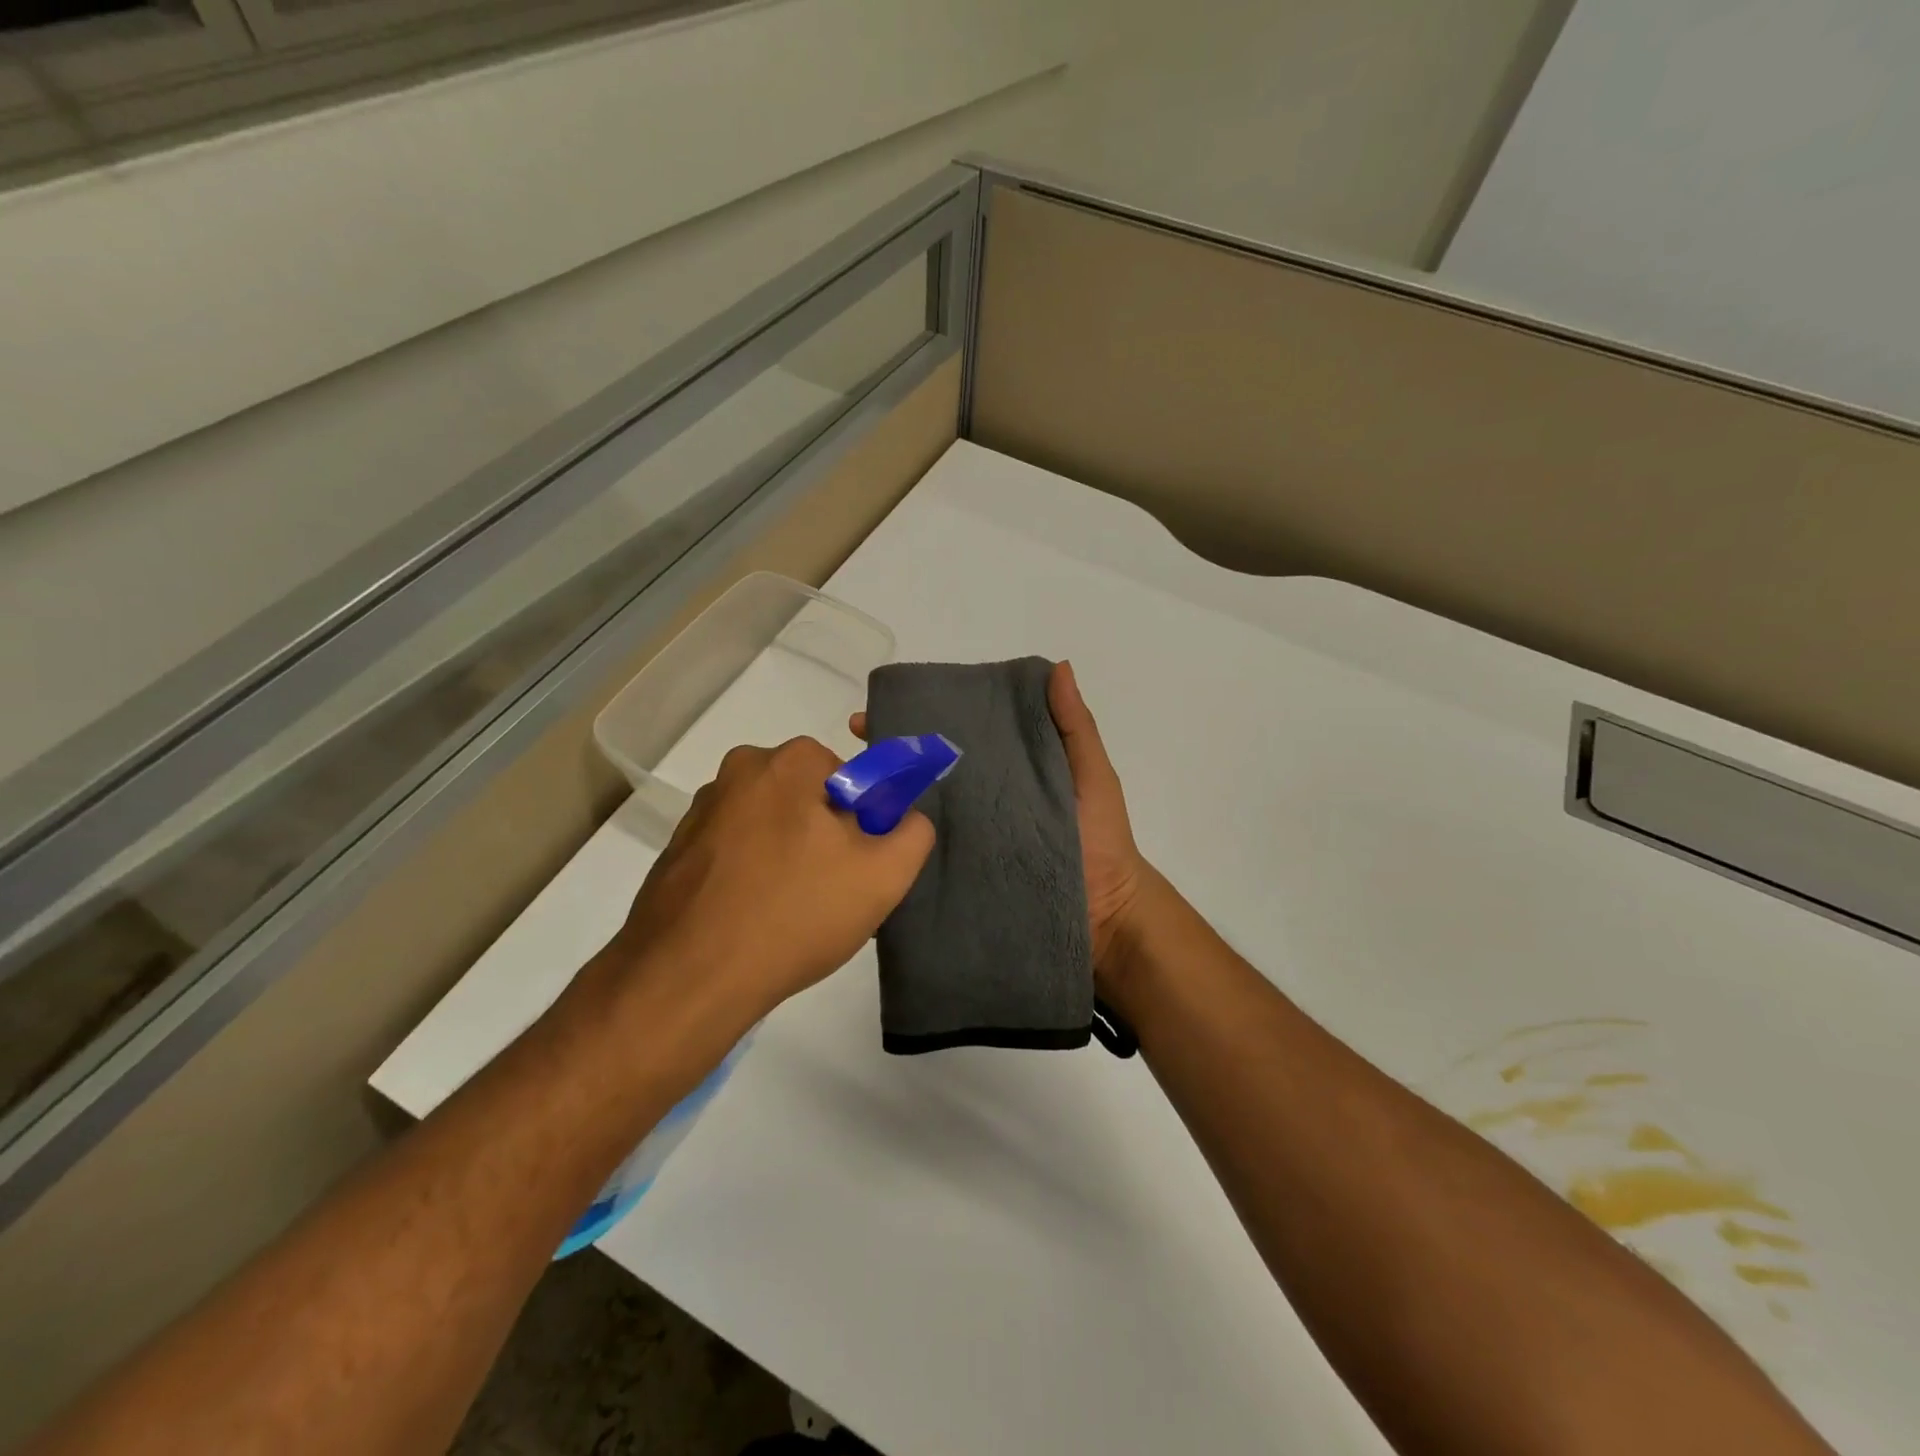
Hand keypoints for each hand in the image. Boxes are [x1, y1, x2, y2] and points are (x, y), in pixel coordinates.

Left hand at [609, 737, 933, 1024]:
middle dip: (828, 837)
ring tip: (793, 914)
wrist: (688, 979)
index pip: (851, 775)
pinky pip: (736, 852)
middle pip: (810, 798)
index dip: (866, 820)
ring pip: (772, 826)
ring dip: (790, 857)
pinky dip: (753, 875)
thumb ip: (914, 832)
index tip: (860, 864)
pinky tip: (757, 919)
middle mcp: (738, 771)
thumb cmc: (794, 913)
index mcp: (787, 762)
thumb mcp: (884, 875)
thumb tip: (905, 818)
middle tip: (833, 892)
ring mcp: (701, 812)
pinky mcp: (677, 851)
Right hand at [850, 660, 1147, 979]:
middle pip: (925, 774)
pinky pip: (921, 860)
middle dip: (887, 759)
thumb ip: (1074, 726)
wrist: (1107, 916)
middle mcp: (977, 803)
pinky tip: (864, 840)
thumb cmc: (1101, 838)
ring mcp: (966, 843)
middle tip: (853, 750)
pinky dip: (893, 849)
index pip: (954, 738)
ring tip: (848, 791)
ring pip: (916, 815)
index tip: (878, 711)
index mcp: (1003, 772)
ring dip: (882, 801)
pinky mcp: (961, 879)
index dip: (919, 721)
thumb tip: (1057, 666)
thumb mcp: (1091, 775)